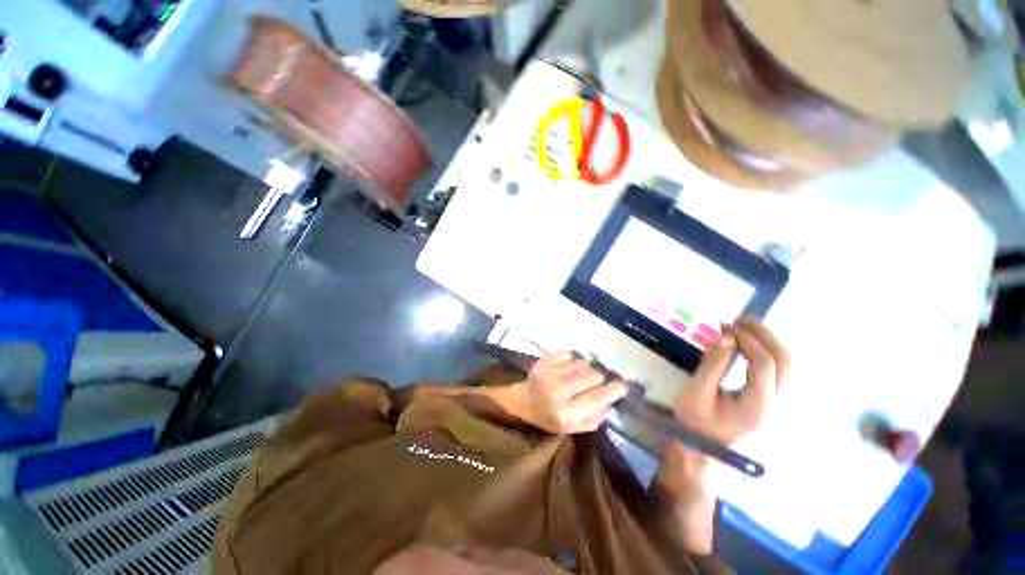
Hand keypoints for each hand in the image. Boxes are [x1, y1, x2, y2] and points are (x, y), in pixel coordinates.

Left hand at [512, 351, 628, 434]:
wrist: (523, 402)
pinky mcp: (543, 361)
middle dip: (598, 378)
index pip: (597, 398)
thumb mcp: (572, 428)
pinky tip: (566, 368)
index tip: (623, 385)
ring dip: (585, 369)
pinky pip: (568, 354)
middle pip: (592, 376)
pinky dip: (571, 360)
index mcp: (566, 414)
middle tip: (594, 381)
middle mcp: (557, 392)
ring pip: (582, 363)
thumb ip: (594, 419)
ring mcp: (549, 374)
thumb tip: (611, 401)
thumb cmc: (549, 418)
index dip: (613, 390)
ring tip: (578, 376)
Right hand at [654, 318, 789, 553]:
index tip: (724, 326)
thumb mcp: (696, 392)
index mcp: (758, 406)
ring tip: (744, 326)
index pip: (765, 365)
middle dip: (765, 335)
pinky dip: (766, 351)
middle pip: (786, 363)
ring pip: (788, 366)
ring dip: (769, 341)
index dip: (747, 340)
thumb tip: (726, 337)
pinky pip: (779, 370)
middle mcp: (777, 405)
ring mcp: (777, 404)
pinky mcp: (771, 400)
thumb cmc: (695, 421)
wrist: (702, 447)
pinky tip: (749, 343)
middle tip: (740, 319)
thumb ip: (713, 364)